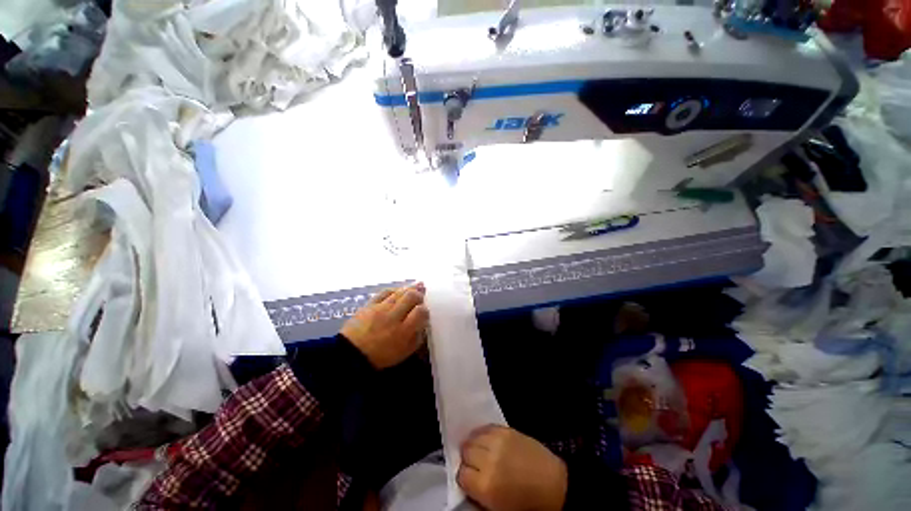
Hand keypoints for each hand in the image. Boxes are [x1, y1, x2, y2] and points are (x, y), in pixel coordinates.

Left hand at [340, 283, 428, 368]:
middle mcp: (393, 317)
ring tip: (416, 287)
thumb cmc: (381, 356)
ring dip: (410, 289)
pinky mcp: (369, 304)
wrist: (351, 354)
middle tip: (421, 297)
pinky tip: (399, 291)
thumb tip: (423, 323)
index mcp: (404, 331)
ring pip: (399, 292)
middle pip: (411, 297)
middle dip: (419, 295)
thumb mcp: (405, 352)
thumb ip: (417, 336)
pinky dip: (394, 290)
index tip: (424, 313)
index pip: (421, 312)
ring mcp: (380, 309)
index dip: (425, 310)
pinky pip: (385, 292)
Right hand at [458, 425, 567, 510]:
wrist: (553, 485)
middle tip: (475, 465)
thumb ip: (478, 495)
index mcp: (486, 486)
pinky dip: (484, 434)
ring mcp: (498, 441)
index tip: (469, 478)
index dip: (464, 477)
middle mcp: (489, 460)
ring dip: (475, 444)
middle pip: (466, 451)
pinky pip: (487, 427)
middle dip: (468, 459)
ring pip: (474, 436)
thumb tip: (466, 481)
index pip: (461, 473)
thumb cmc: (526, 503)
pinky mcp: (508, 430)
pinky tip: (488, 441)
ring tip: (481, 451)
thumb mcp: (498, 508)